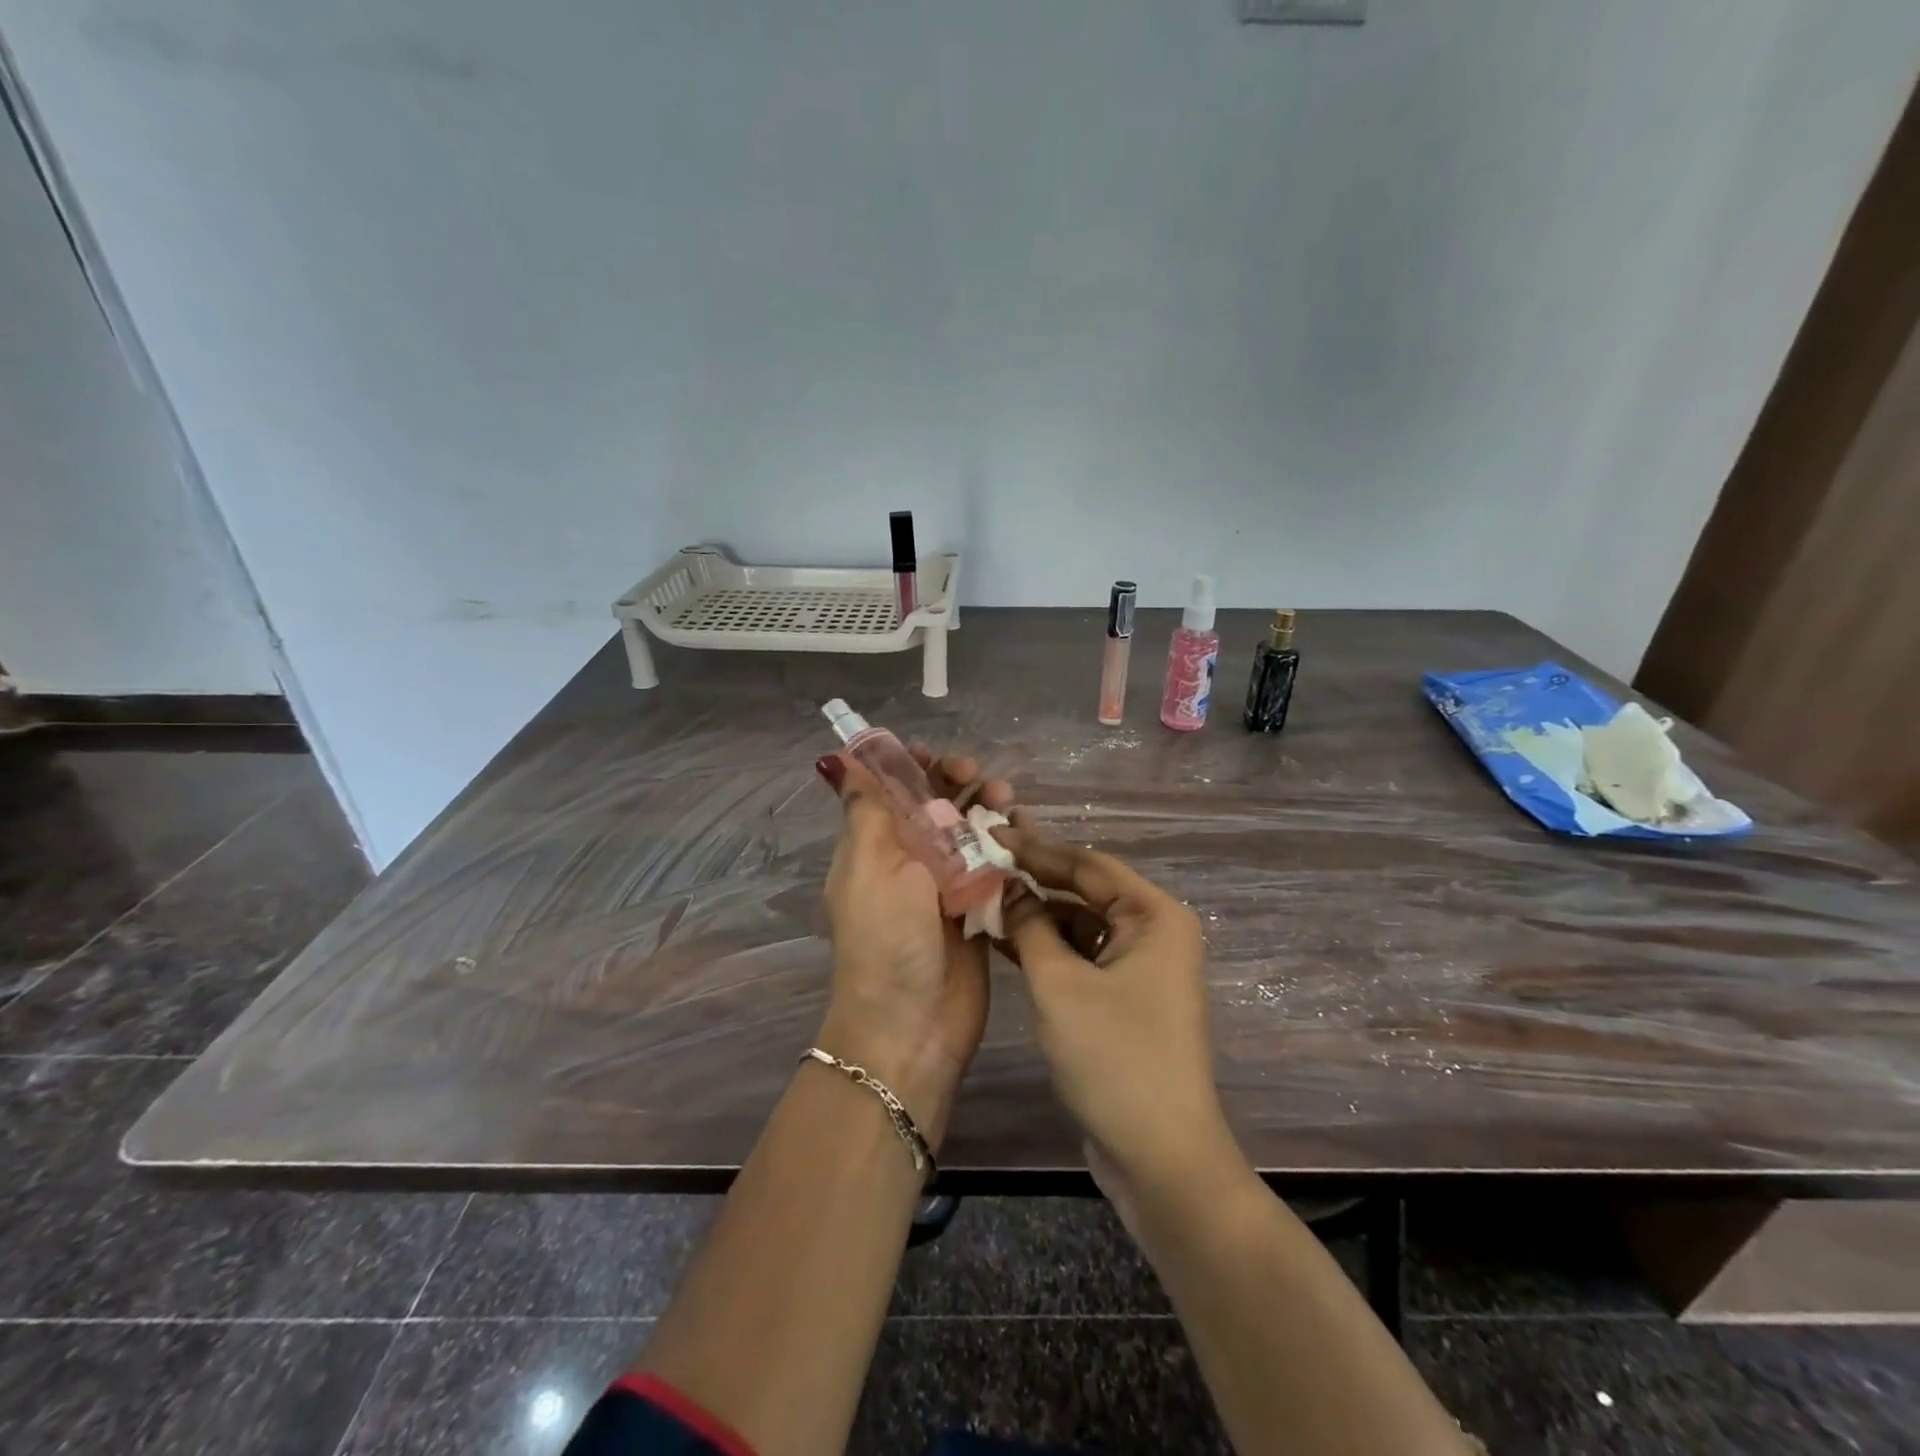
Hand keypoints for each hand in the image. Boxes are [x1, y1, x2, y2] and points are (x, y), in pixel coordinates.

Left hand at [815, 748, 1012, 1147]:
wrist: (912, 1027)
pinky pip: (995, 866)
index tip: (936, 758)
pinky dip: (1008, 846)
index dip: (912, 768)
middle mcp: (910, 860)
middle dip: (958, 783)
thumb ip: (867, 812)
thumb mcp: (869, 868)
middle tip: (979, 778)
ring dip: (987, 809)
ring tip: (1007, 801)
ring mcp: (946, 885)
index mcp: (875, 846)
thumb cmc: (886, 941)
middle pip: (936, 805)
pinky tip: (1023, 834)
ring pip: (970, 831)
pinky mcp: (978, 909)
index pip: (892, 791)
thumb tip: (839, 762)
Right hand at [997, 827, 1238, 1196]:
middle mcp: (1153, 932)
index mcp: (1153, 915)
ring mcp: (1140, 967)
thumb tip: (1006, 889)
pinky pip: (1081, 956)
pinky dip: (1047, 948)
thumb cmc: (1114, 1058)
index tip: (990, 833)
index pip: (1087, 864)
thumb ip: (1029, 927)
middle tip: (982, 859)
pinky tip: (1004, 939)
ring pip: (1080, 925)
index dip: (1036, 848)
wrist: (1160, 1158)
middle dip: (1034, 879)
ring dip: (1036, 915)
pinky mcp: (1123, 998)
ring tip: (983, 896)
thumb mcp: (1059, 985)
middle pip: (1085, 891)